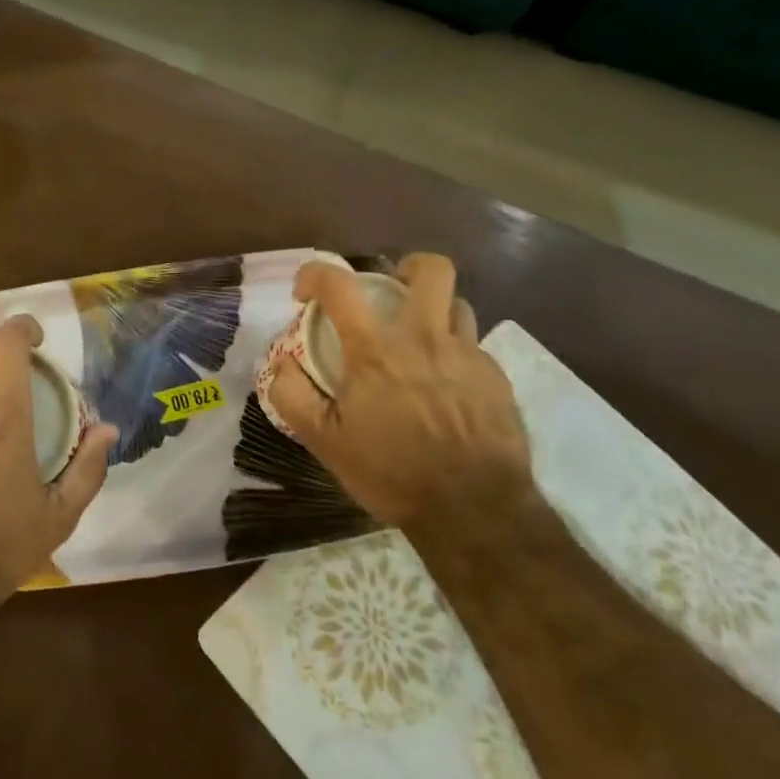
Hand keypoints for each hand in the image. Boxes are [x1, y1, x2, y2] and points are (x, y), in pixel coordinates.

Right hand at [267, 253, 532, 531]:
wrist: (475, 510)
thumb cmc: (392, 473)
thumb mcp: (325, 442)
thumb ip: (292, 395)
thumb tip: (281, 362)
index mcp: (376, 350)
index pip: (339, 285)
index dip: (315, 274)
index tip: (305, 293)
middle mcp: (426, 339)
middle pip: (430, 269)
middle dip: (407, 267)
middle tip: (391, 291)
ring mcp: (468, 355)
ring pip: (458, 304)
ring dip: (434, 312)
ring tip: (421, 342)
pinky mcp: (497, 378)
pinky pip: (474, 347)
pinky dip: (455, 353)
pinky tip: (447, 387)